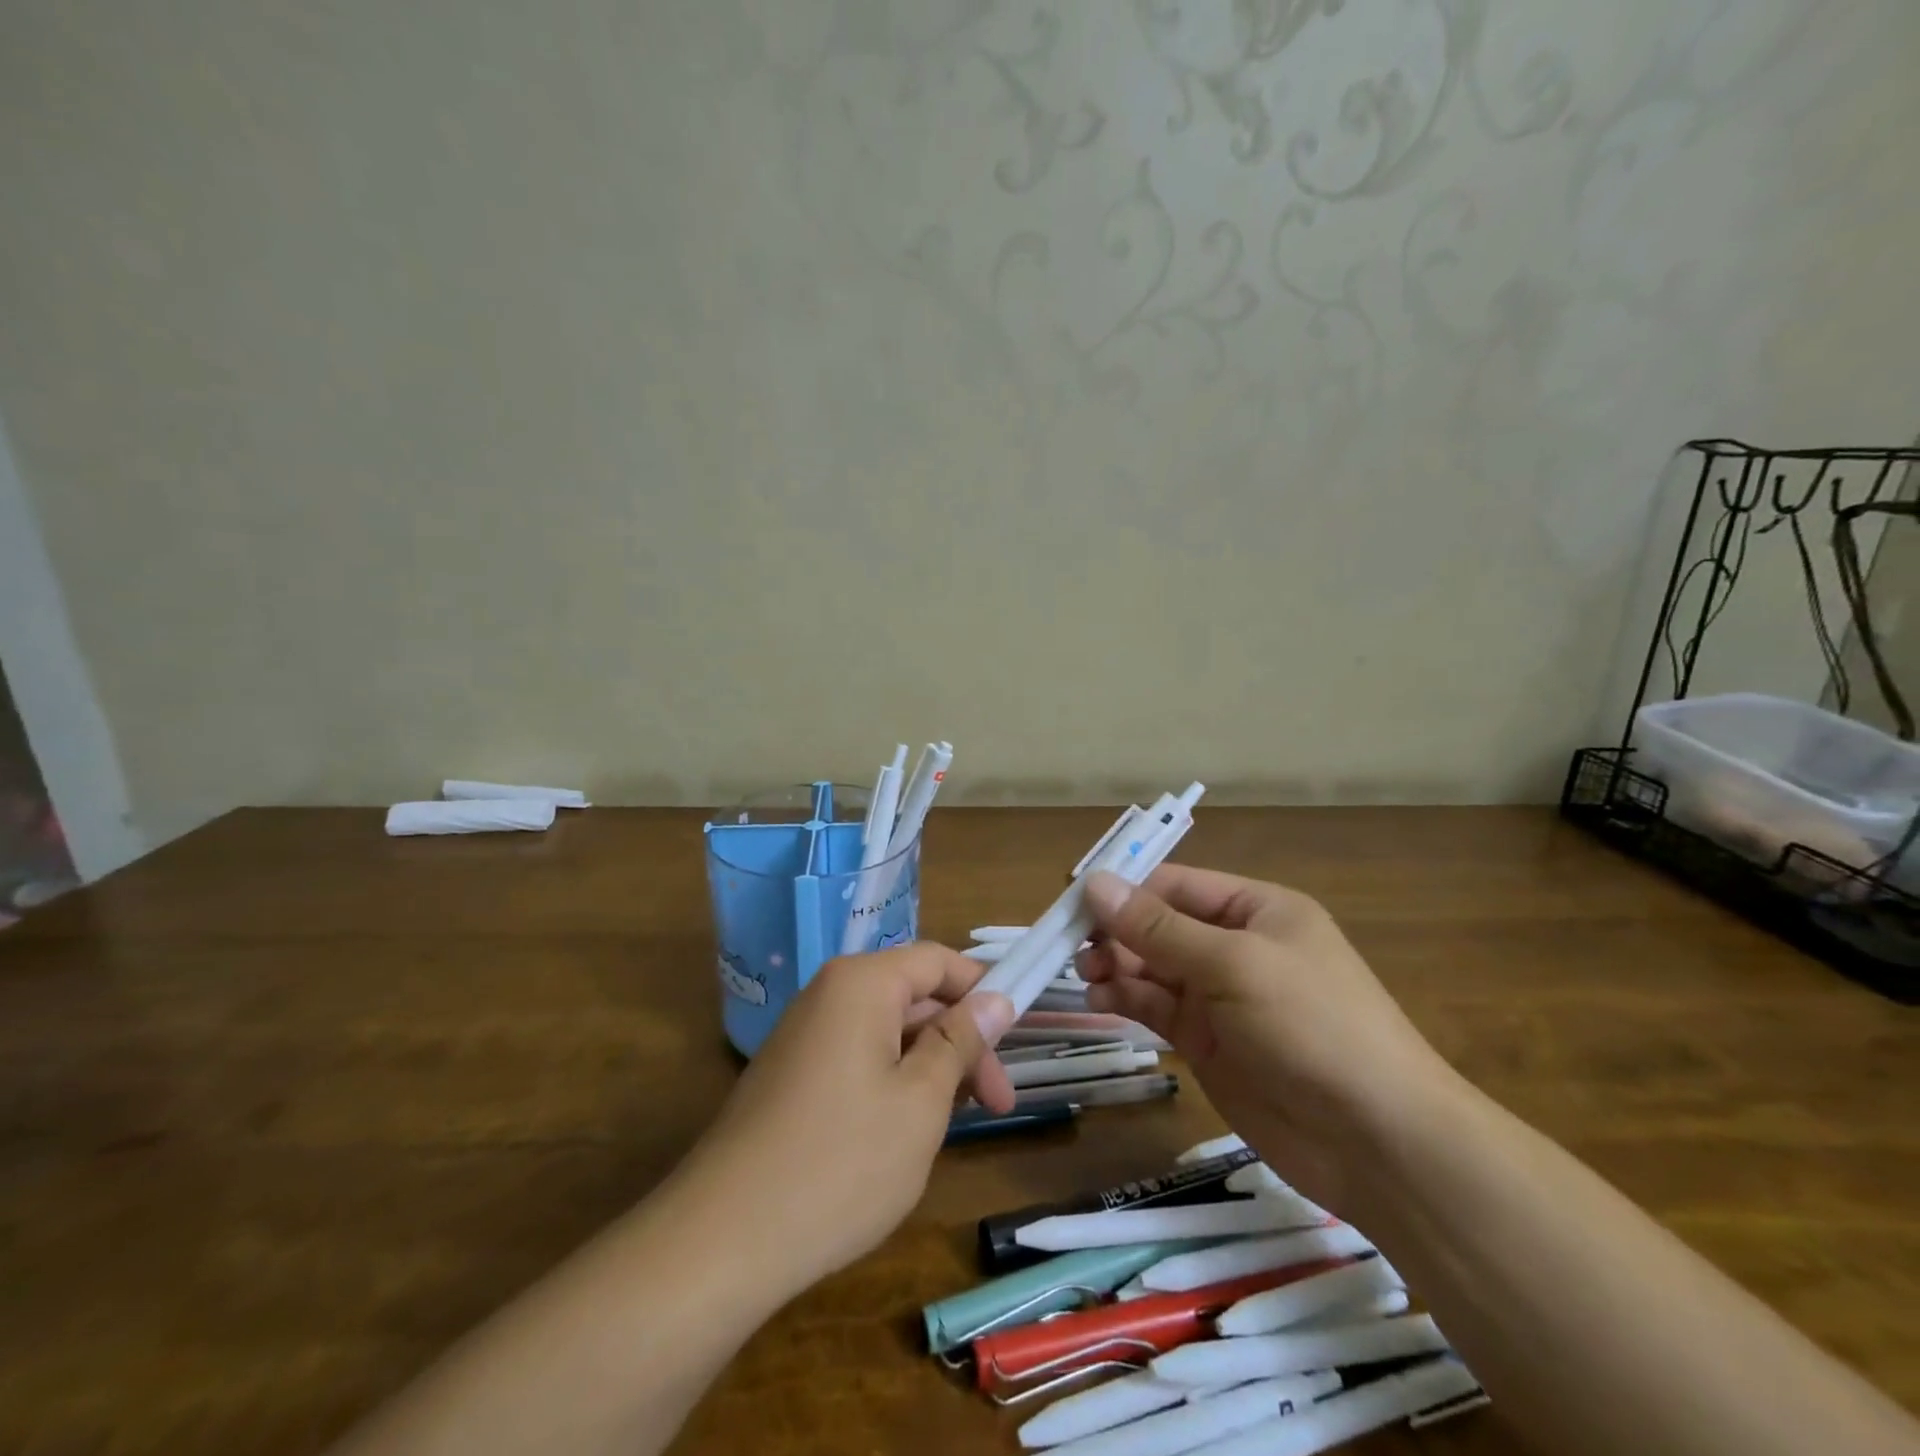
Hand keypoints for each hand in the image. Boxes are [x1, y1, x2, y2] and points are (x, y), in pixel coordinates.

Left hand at [676, 945, 1016, 1299]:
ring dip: (929, 1066)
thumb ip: (959, 1041)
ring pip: (887, 1031)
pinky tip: (903, 1133)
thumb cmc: (841, 1162)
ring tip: (953, 1123)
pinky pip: (857, 1057)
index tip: (1017, 1038)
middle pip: (914, 997)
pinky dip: (892, 1082)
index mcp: (862, 983)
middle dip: (960, 1042)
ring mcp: (804, 1034)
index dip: (983, 990)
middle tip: (997, 1103)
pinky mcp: (791, 1074)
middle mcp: (829, 993)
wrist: (722, 1239)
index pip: (938, 961)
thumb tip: (996, 998)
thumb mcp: (920, 1100)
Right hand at [1078, 866, 1454, 1214]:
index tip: (1074, 902)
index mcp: (1256, 910)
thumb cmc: (1312, 1026)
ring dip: (1116, 967)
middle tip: (1074, 948)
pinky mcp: (1209, 1042)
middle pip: (1159, 926)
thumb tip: (1094, 883)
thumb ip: (1158, 927)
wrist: (1377, 1142)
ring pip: (1152, 967)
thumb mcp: (1233, 964)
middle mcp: (1236, 946)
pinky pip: (1157, 1007)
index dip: (1125, 890)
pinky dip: (1127, 1000)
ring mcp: (1221, 997)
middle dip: (1117, 932)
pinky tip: (1101, 1001)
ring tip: (1086, 977)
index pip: (1176, 886)